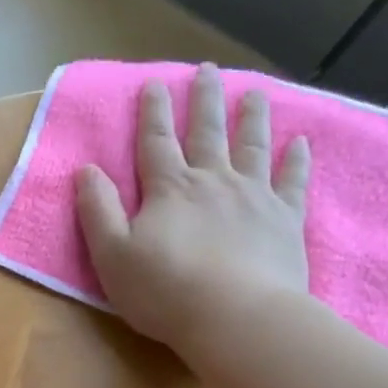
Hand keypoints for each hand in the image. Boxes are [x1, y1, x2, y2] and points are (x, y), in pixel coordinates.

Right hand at [75, 64, 310, 364]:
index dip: (153, 112)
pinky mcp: (285, 220)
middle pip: (207, 132)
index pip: (156, 142)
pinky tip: (300, 143)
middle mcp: (213, 181)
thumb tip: (87, 170)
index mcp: (169, 190)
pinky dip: (296, 160)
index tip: (154, 83)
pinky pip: (292, 182)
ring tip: (254, 93)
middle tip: (208, 70)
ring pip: (252, 147)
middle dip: (204, 100)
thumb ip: (97, 210)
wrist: (236, 318)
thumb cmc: (164, 290)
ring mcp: (254, 197)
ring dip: (252, 118)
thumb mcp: (111, 254)